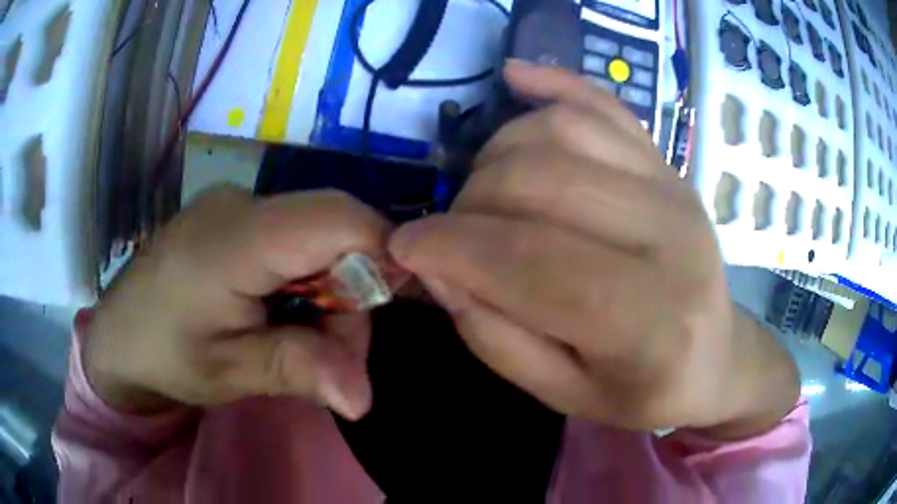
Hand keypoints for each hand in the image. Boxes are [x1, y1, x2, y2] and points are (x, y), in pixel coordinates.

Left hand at [84, 188, 388, 419]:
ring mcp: (236, 205)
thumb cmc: (163, 355)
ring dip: (329, 287)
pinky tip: (281, 312)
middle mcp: (241, 204)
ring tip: (301, 339)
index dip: (379, 253)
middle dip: (352, 289)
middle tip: (334, 353)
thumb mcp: (228, 373)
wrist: (116, 335)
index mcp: (235, 240)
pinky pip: (293, 235)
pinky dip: (306, 276)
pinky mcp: (233, 216)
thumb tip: (364, 399)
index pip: (335, 217)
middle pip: (333, 226)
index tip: (387, 309)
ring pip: (317, 232)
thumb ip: (297, 370)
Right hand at [390, 62, 798, 437]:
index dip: (452, 248)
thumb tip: (439, 267)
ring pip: (562, 131)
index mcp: (652, 324)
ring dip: (496, 153)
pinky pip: (603, 104)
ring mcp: (674, 186)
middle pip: (542, 183)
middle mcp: (672, 238)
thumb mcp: (564, 394)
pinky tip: (513, 77)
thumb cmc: (642, 390)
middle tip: (451, 234)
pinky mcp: (667, 161)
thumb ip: (497, 338)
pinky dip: (552, 83)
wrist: (715, 356)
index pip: (534, 263)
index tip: (405, 247)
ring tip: (483, 192)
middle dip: (469, 204)